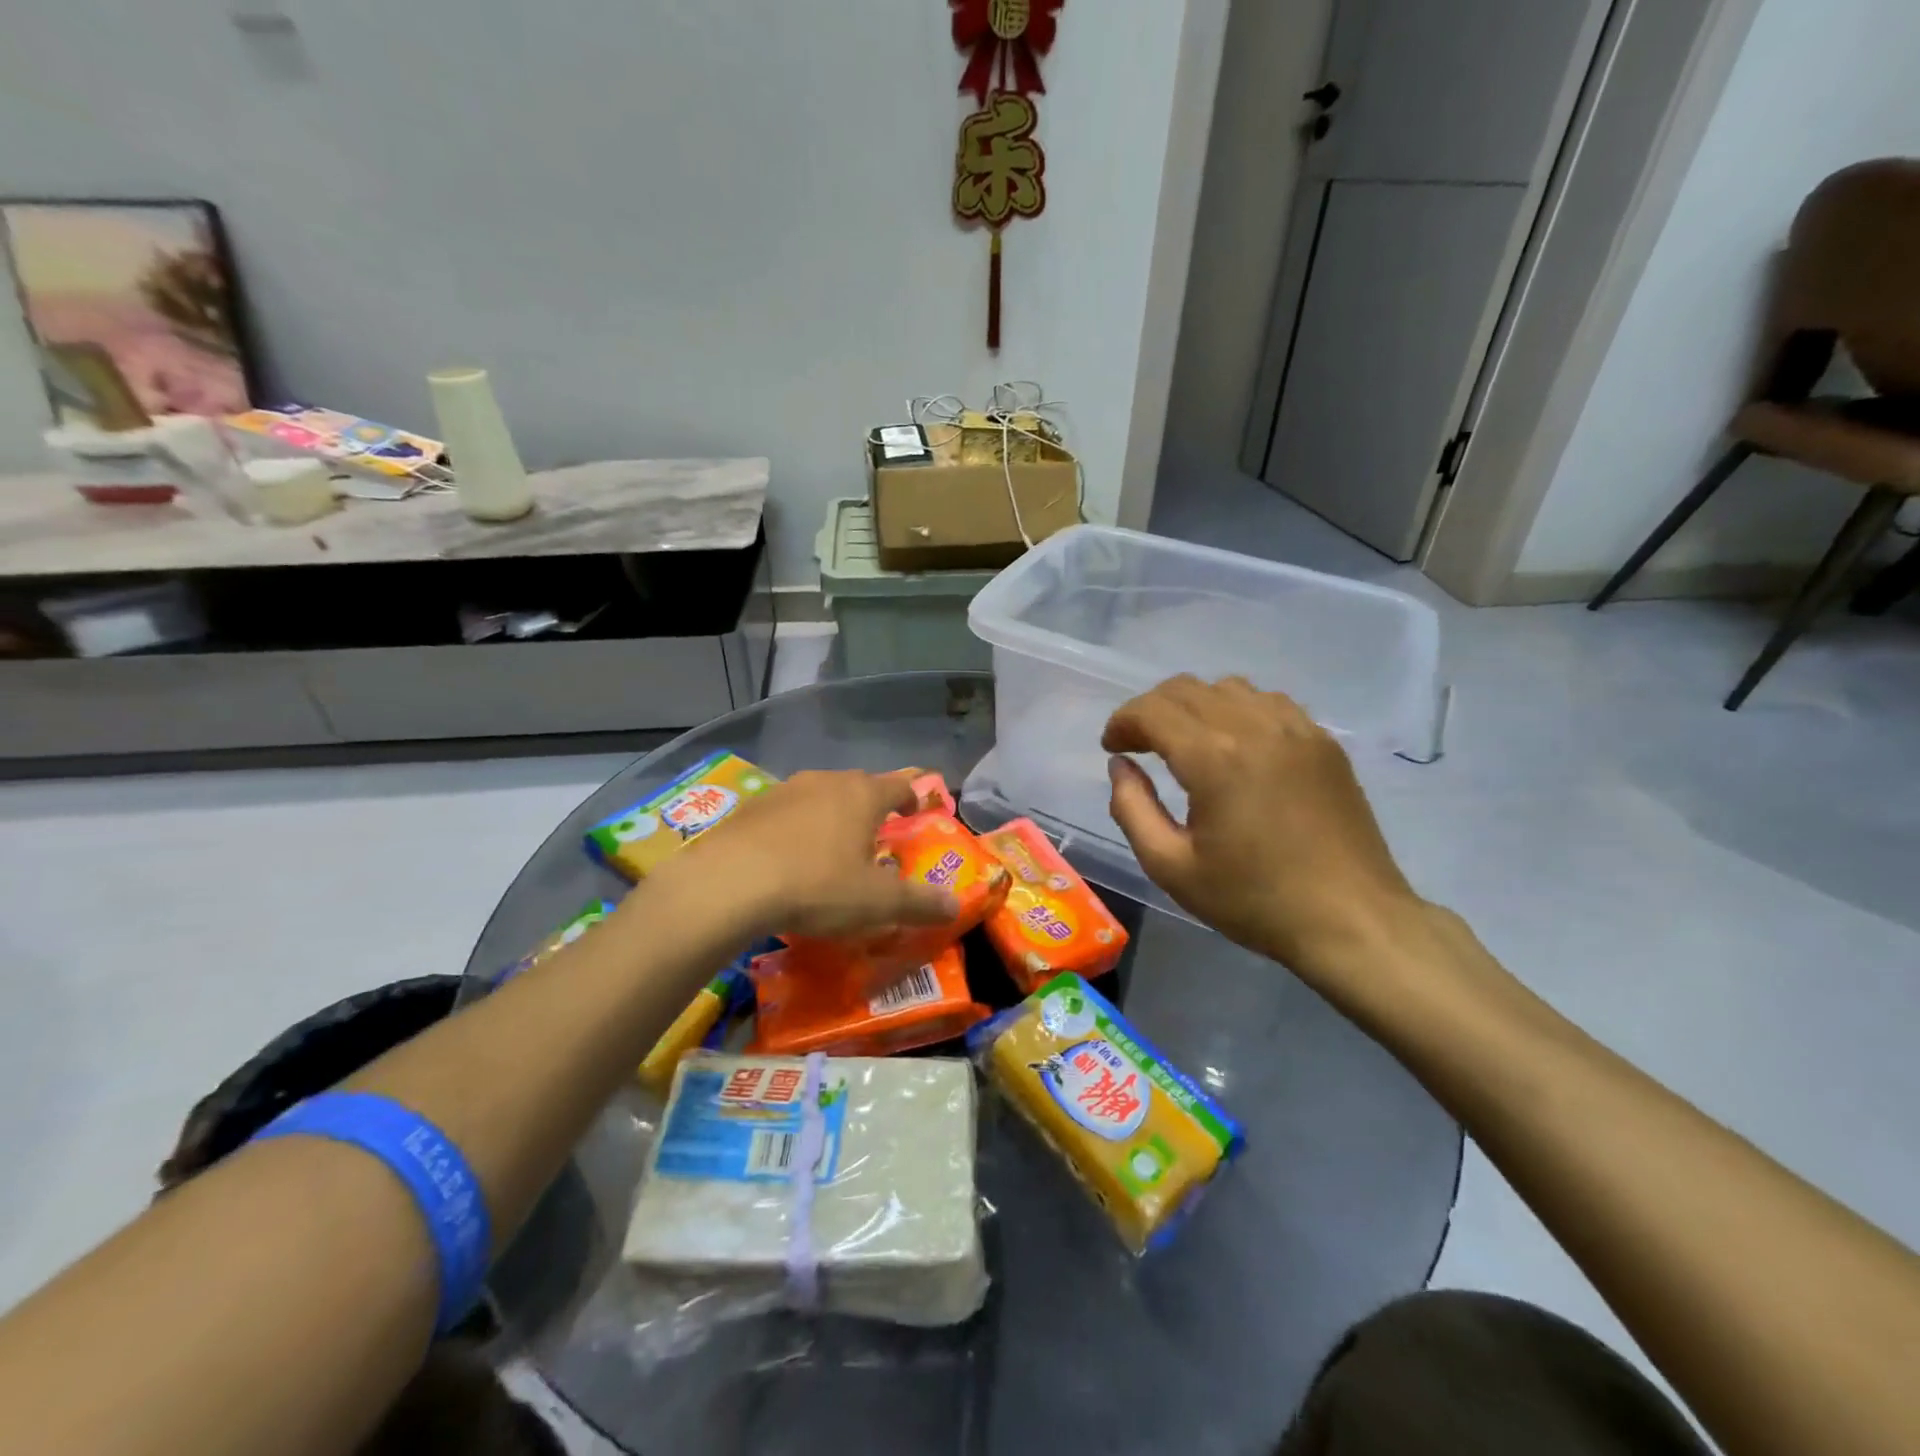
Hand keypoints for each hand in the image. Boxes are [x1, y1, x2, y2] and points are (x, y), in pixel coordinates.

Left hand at [649, 769, 959, 941]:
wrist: (728, 884)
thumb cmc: (816, 886)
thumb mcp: (877, 903)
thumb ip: (920, 903)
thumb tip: (954, 905)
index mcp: (862, 795)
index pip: (899, 786)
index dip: (912, 799)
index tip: (915, 815)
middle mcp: (826, 781)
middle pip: (858, 787)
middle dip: (869, 810)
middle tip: (873, 840)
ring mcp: (784, 790)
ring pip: (818, 797)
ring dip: (829, 818)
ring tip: (828, 852)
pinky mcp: (749, 808)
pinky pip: (784, 814)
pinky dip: (793, 831)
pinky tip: (785, 861)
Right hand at [1102, 676, 1424, 984]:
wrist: (1351, 920)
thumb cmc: (1253, 899)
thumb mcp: (1171, 867)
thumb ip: (1132, 808)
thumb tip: (1121, 767)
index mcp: (1213, 758)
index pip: (1152, 710)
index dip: (1122, 722)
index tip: (1112, 748)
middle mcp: (1254, 727)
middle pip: (1186, 689)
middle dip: (1151, 710)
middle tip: (1139, 745)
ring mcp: (1297, 729)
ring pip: (1228, 688)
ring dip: (1194, 706)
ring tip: (1186, 743)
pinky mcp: (1324, 742)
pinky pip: (1269, 702)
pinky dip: (1237, 711)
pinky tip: (1236, 747)